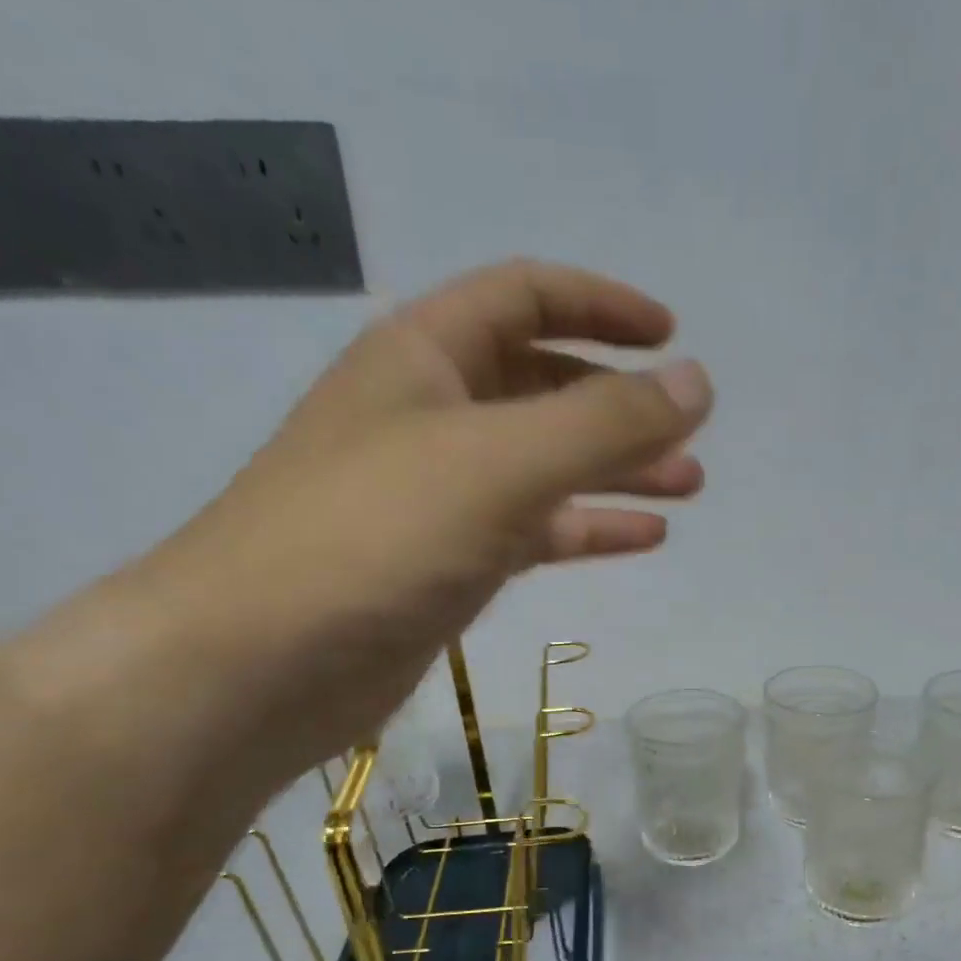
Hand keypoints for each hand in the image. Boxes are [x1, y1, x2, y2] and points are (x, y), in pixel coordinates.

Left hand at [133, 259, 711, 778]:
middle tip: (692, 435)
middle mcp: (430, 415)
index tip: (671, 337)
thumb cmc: (376, 536)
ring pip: (544, 466)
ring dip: (616, 471)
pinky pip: (532, 530)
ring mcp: (438, 496)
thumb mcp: (501, 463)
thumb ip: (606, 422)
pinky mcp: (447, 564)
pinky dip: (587, 528)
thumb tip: (698, 382)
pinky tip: (642, 537)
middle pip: (543, 387)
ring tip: (688, 486)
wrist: (262, 662)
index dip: (602, 306)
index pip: (525, 298)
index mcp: (425, 357)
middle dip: (622, 406)